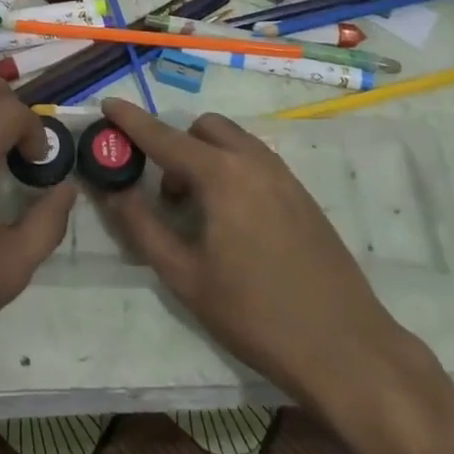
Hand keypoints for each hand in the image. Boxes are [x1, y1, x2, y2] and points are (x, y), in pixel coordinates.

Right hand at [94, 99, 404, 409]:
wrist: (345, 348)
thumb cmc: (256, 314)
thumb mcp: (186, 276)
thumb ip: (143, 226)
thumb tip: (113, 190)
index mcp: (222, 175)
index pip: (164, 137)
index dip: (132, 121)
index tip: (108, 105)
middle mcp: (253, 161)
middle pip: (203, 129)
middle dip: (176, 147)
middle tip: (168, 196)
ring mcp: (283, 175)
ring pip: (232, 142)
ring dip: (205, 158)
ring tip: (200, 213)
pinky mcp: (302, 194)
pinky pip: (255, 161)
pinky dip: (232, 170)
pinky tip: (234, 222)